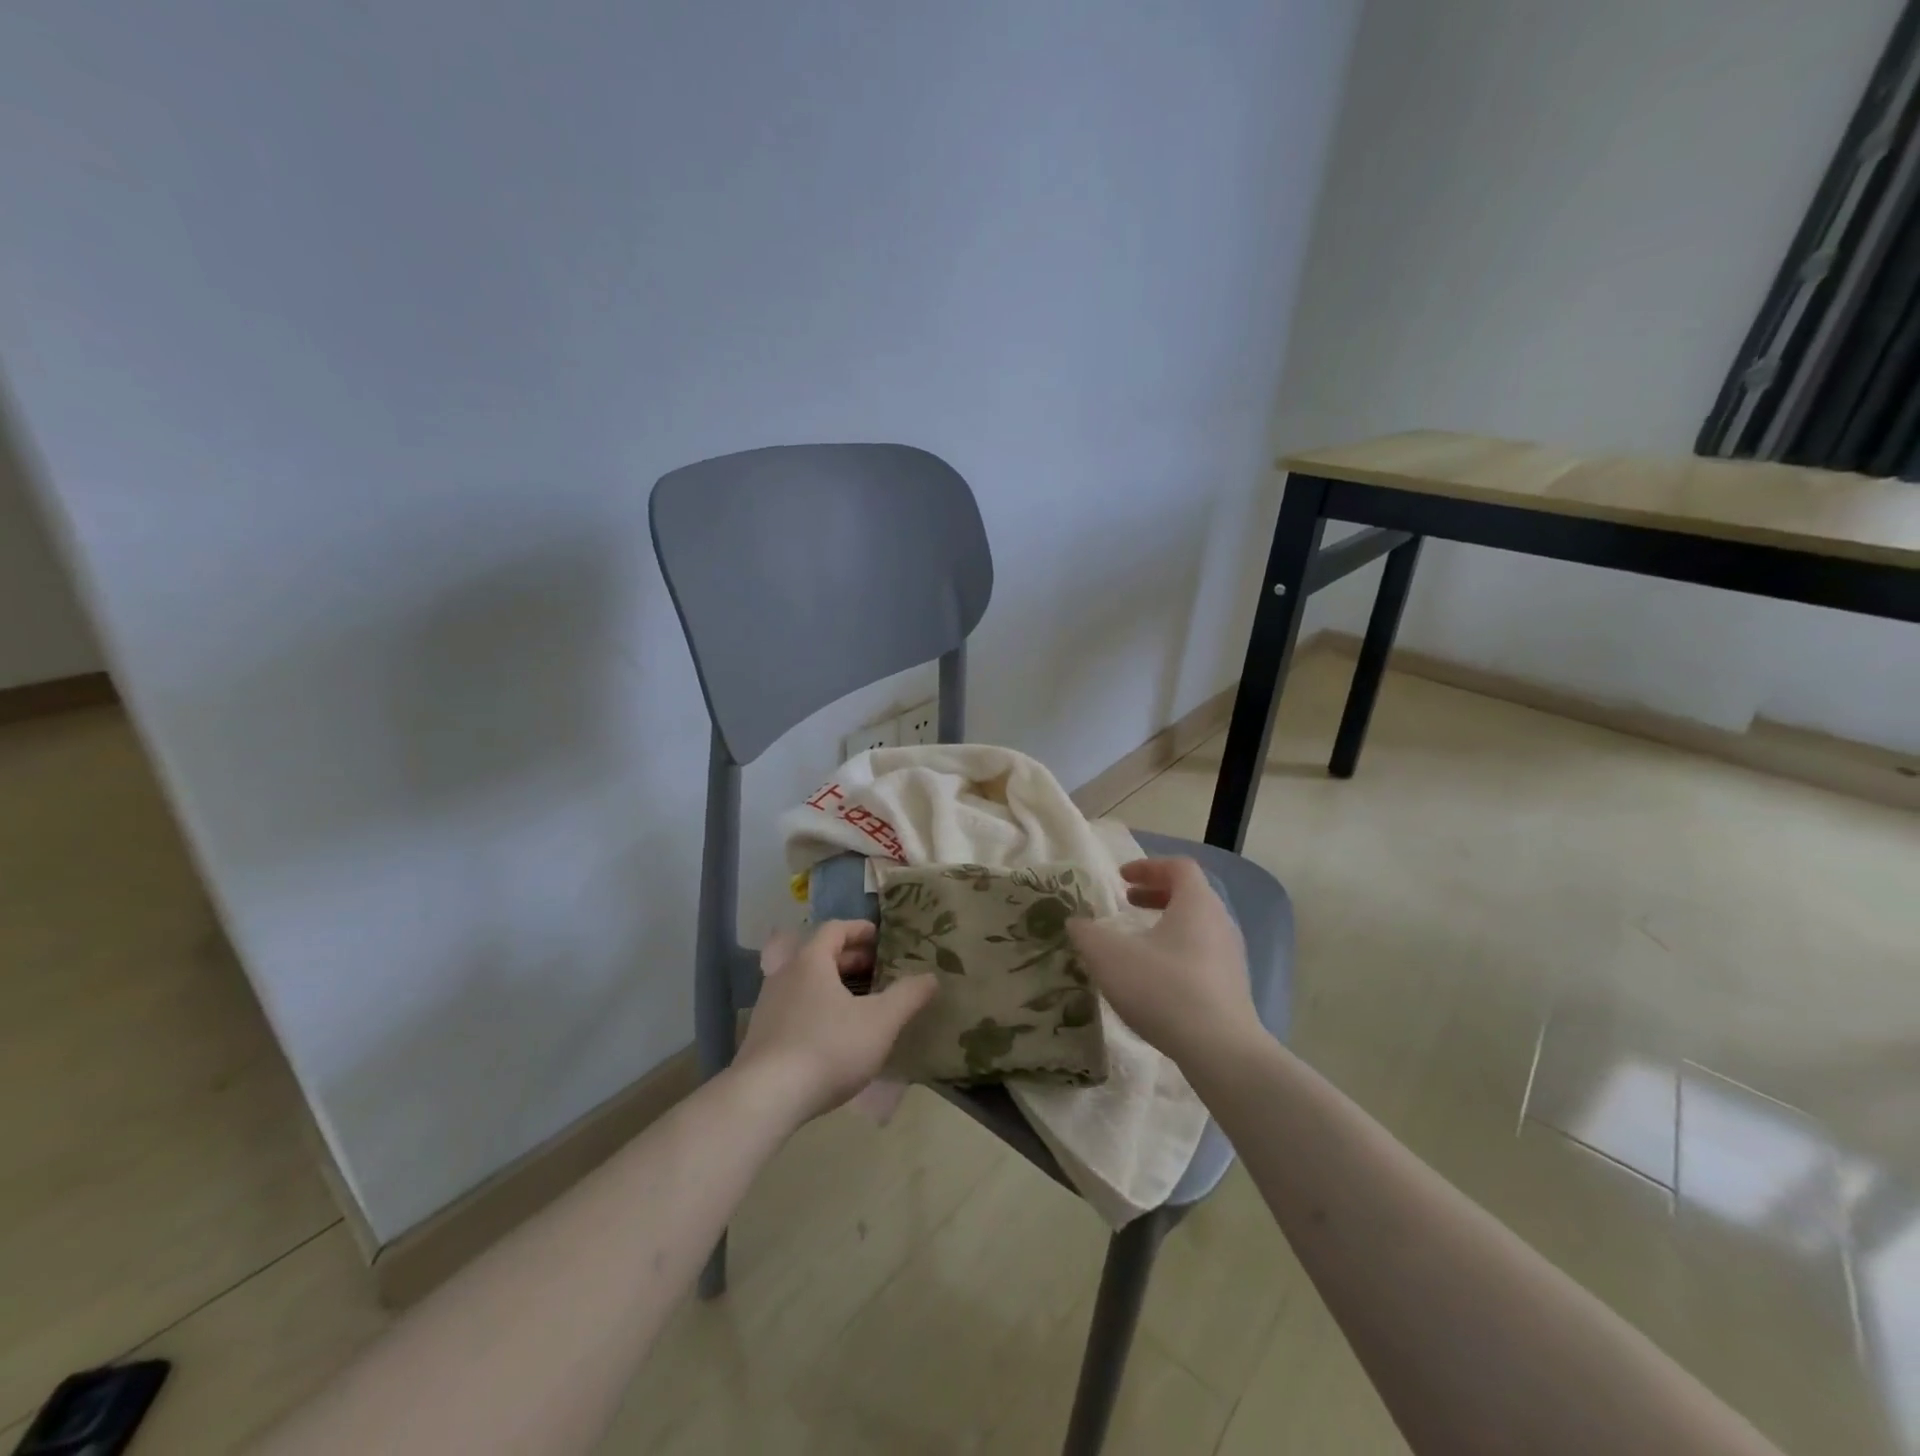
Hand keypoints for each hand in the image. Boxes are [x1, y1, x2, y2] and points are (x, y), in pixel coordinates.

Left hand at [733, 920, 937, 1123]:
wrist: (765, 1098)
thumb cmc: (828, 1047)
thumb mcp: (880, 1022)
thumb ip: (908, 996)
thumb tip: (931, 977)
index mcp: (811, 961)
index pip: (835, 928)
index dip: (860, 930)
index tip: (881, 939)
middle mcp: (784, 974)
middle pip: (818, 954)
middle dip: (850, 958)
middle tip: (877, 970)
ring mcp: (768, 1005)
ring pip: (805, 982)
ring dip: (832, 985)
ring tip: (859, 1002)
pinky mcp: (761, 1036)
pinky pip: (794, 1008)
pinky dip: (817, 1008)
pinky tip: (833, 1034)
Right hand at [1067, 858, 1257, 1066]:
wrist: (1220, 1050)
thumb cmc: (1163, 988)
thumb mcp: (1109, 956)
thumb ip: (1086, 934)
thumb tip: (1076, 923)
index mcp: (1196, 903)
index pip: (1178, 867)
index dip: (1148, 866)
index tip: (1121, 878)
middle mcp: (1220, 922)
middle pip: (1190, 895)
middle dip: (1155, 895)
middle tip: (1127, 903)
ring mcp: (1231, 957)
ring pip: (1197, 927)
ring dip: (1166, 925)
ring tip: (1138, 943)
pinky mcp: (1233, 988)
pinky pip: (1203, 955)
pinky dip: (1178, 953)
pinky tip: (1156, 979)